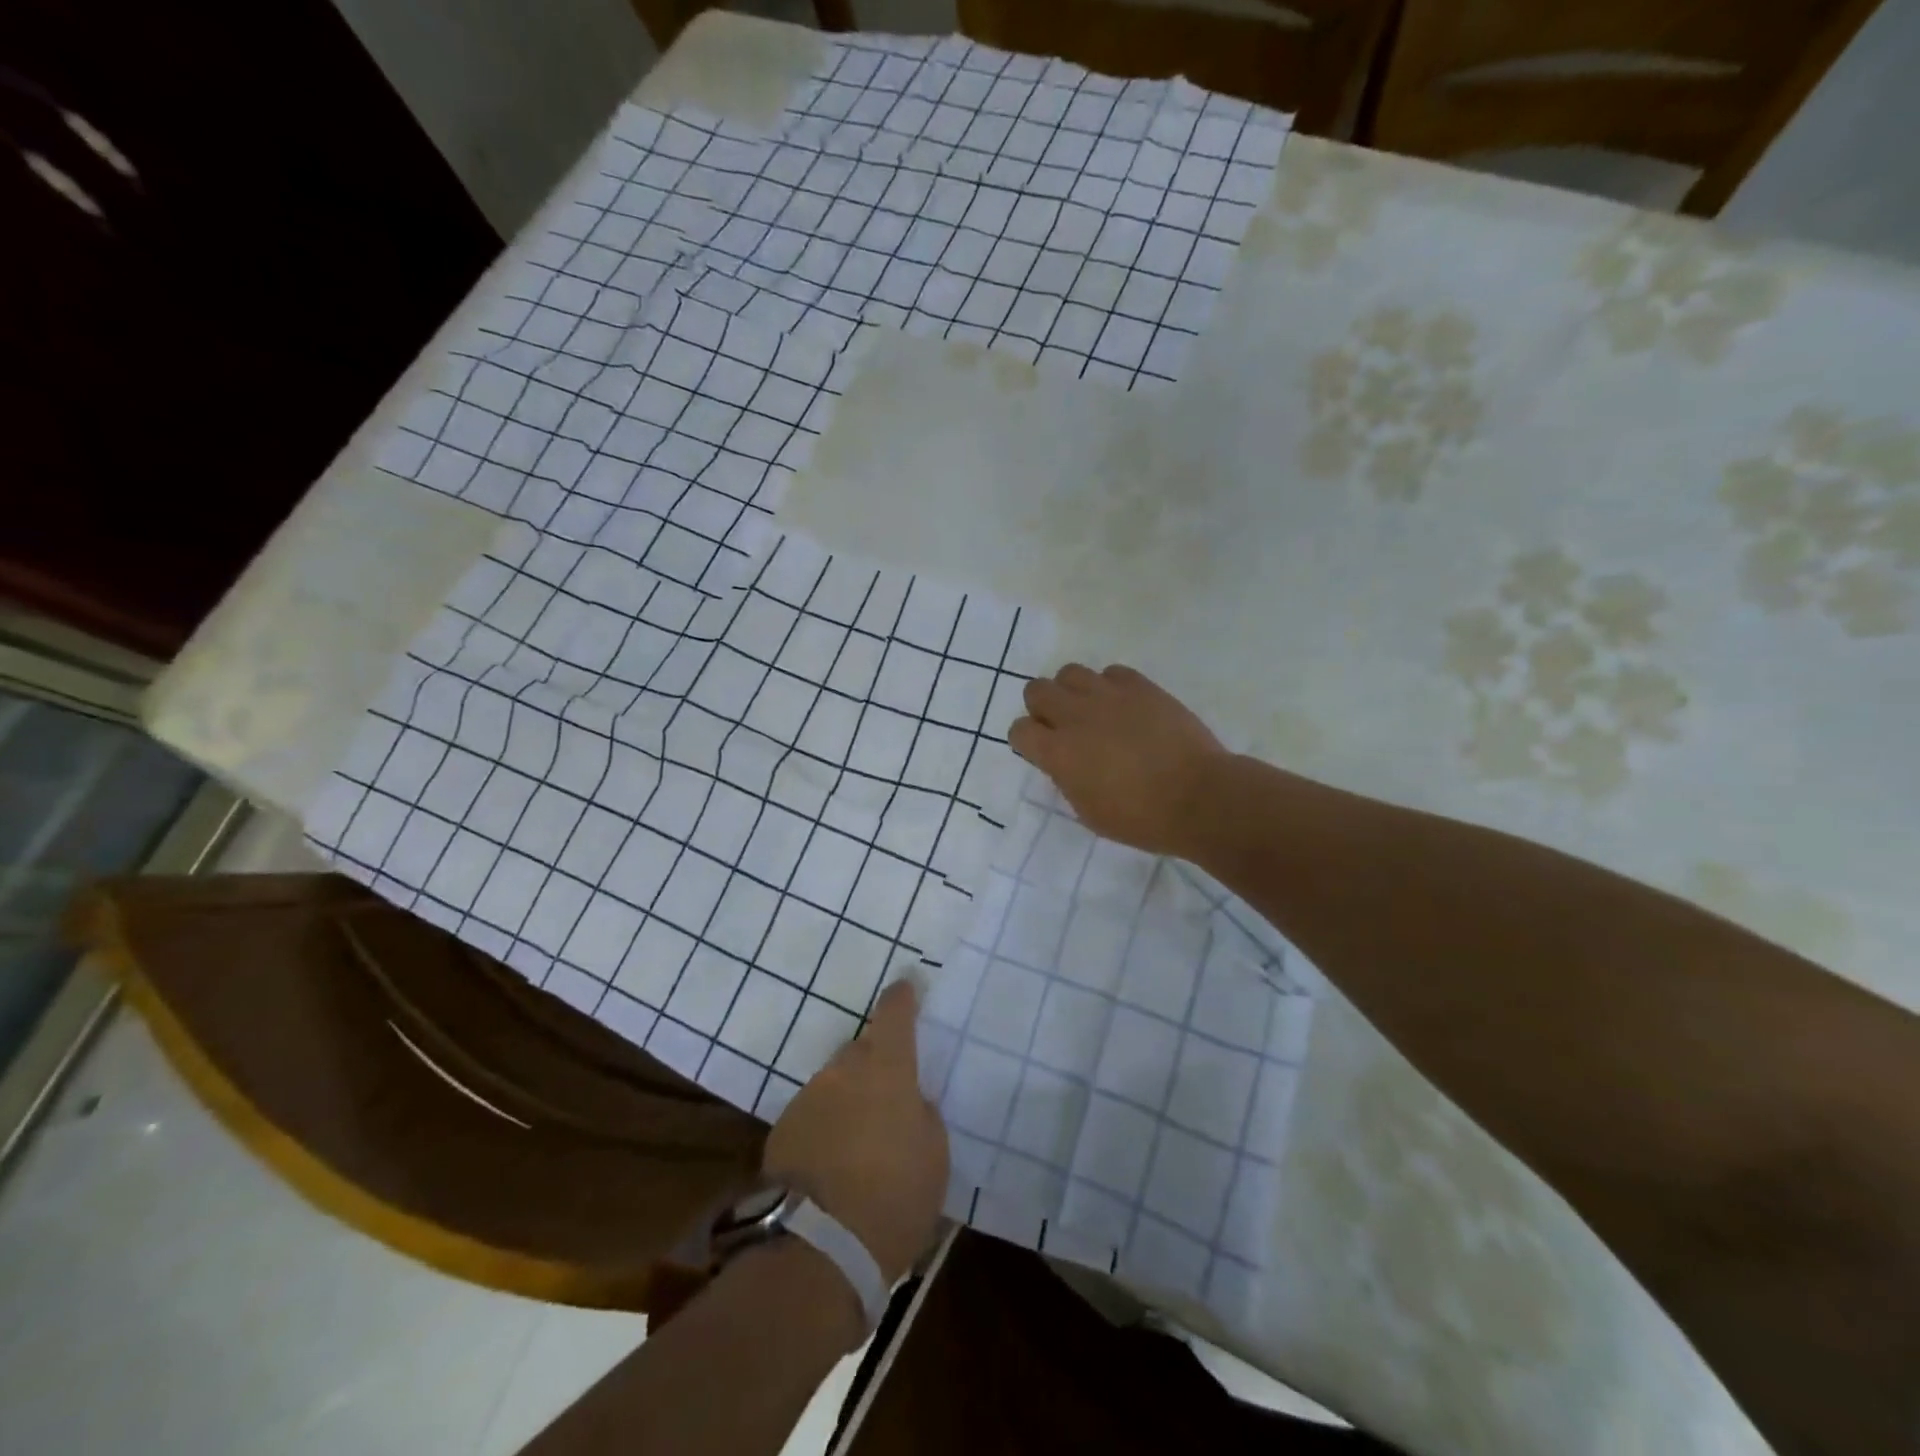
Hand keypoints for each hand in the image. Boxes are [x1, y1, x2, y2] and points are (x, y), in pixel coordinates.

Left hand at [762, 980, 947, 1287]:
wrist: (820, 1250)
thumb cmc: (895, 1196)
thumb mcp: (934, 1155)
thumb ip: (923, 1115)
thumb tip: (911, 1103)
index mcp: (887, 1068)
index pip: (894, 1013)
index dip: (902, 997)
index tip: (907, 985)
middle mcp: (843, 1071)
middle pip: (861, 1051)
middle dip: (875, 1065)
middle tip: (890, 1098)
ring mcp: (808, 1098)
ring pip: (835, 1085)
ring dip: (849, 1101)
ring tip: (861, 1143)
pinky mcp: (782, 1131)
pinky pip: (813, 1115)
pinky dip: (825, 1128)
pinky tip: (834, 1164)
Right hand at [1009, 663, 1229, 859]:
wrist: (1198, 797)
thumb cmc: (1141, 818)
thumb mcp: (1089, 812)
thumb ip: (1067, 779)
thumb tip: (1064, 762)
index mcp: (1058, 753)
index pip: (1019, 730)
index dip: (1027, 740)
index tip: (1042, 752)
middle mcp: (1075, 716)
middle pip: (1036, 689)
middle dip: (1043, 707)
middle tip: (1063, 726)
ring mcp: (1108, 695)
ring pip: (1069, 672)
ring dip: (1073, 691)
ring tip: (1093, 711)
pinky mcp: (1140, 686)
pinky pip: (1111, 672)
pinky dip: (1110, 686)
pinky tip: (1125, 706)